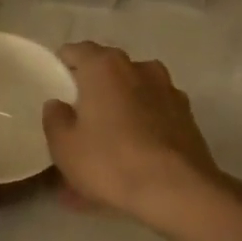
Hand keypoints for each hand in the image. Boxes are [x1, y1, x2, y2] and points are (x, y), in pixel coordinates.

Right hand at [41, 42, 233, 234]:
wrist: (177, 189)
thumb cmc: (110, 160)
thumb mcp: (64, 146)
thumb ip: (55, 119)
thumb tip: (58, 104)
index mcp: (106, 67)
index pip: (78, 51)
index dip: (64, 64)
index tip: (56, 83)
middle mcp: (140, 69)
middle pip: (109, 74)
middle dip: (92, 94)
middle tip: (78, 121)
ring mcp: (168, 92)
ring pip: (132, 100)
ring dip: (116, 118)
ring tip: (103, 151)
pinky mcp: (186, 119)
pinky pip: (151, 122)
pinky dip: (138, 136)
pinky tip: (128, 164)